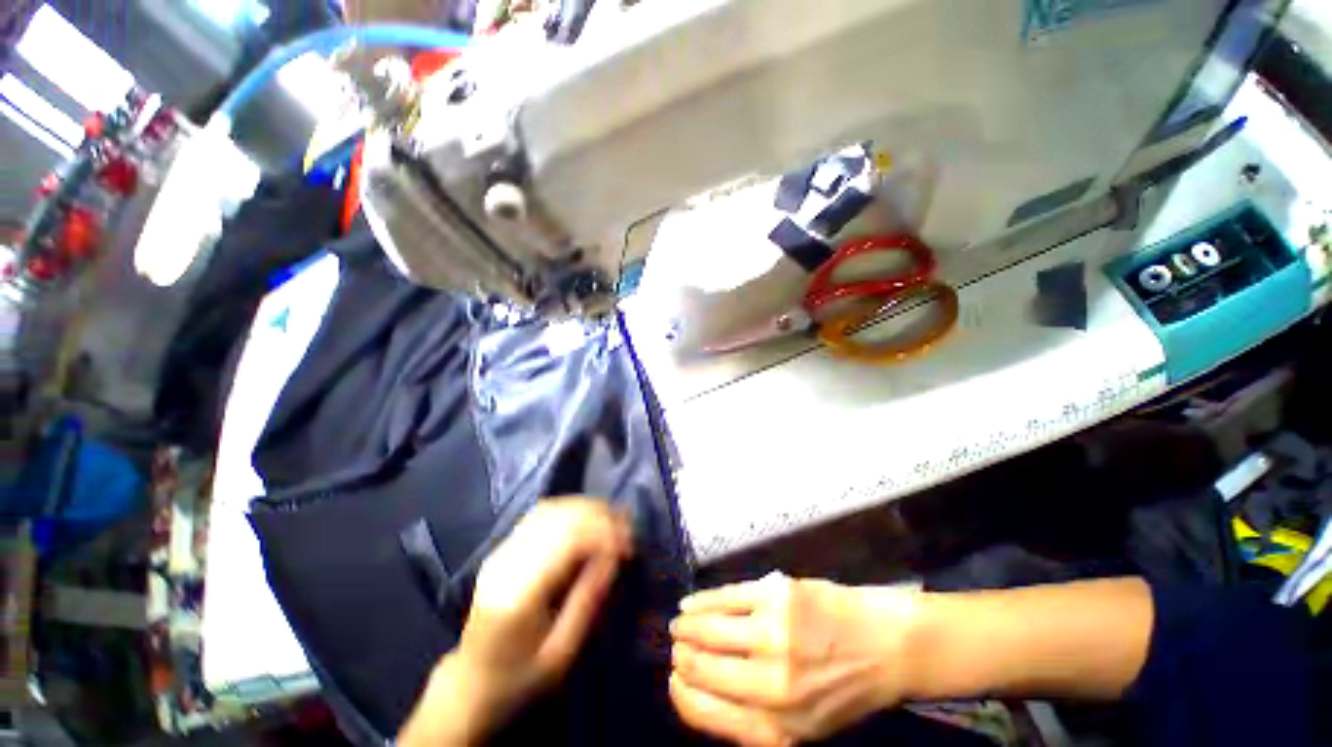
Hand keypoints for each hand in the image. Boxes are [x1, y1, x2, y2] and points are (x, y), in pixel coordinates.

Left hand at [400, 498, 630, 745]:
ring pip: (550, 509)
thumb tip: (615, 557)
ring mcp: (501, 551)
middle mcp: (506, 562)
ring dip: (586, 508)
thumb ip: (588, 602)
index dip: (603, 533)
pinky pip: (540, 514)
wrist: (470, 685)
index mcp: (518, 594)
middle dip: (599, 516)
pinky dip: (569, 510)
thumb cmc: (519, 680)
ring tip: (613, 520)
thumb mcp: (561, 654)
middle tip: (627, 528)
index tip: (629, 545)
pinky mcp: (502, 548)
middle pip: (559, 517)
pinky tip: (587, 519)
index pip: (567, 541)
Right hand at [669, 573, 925, 745]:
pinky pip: (726, 598)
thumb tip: (704, 695)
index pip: (707, 713)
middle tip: (676, 645)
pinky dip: (702, 601)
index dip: (682, 694)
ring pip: (709, 629)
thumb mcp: (805, 726)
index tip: (674, 679)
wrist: (888, 646)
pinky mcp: (778, 596)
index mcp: (778, 728)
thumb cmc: (845, 688)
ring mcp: (775, 634)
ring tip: (679, 623)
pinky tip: (691, 603)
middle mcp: (773, 685)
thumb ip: (758, 720)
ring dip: (687, 626)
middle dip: (682, 656)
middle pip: (704, 668)